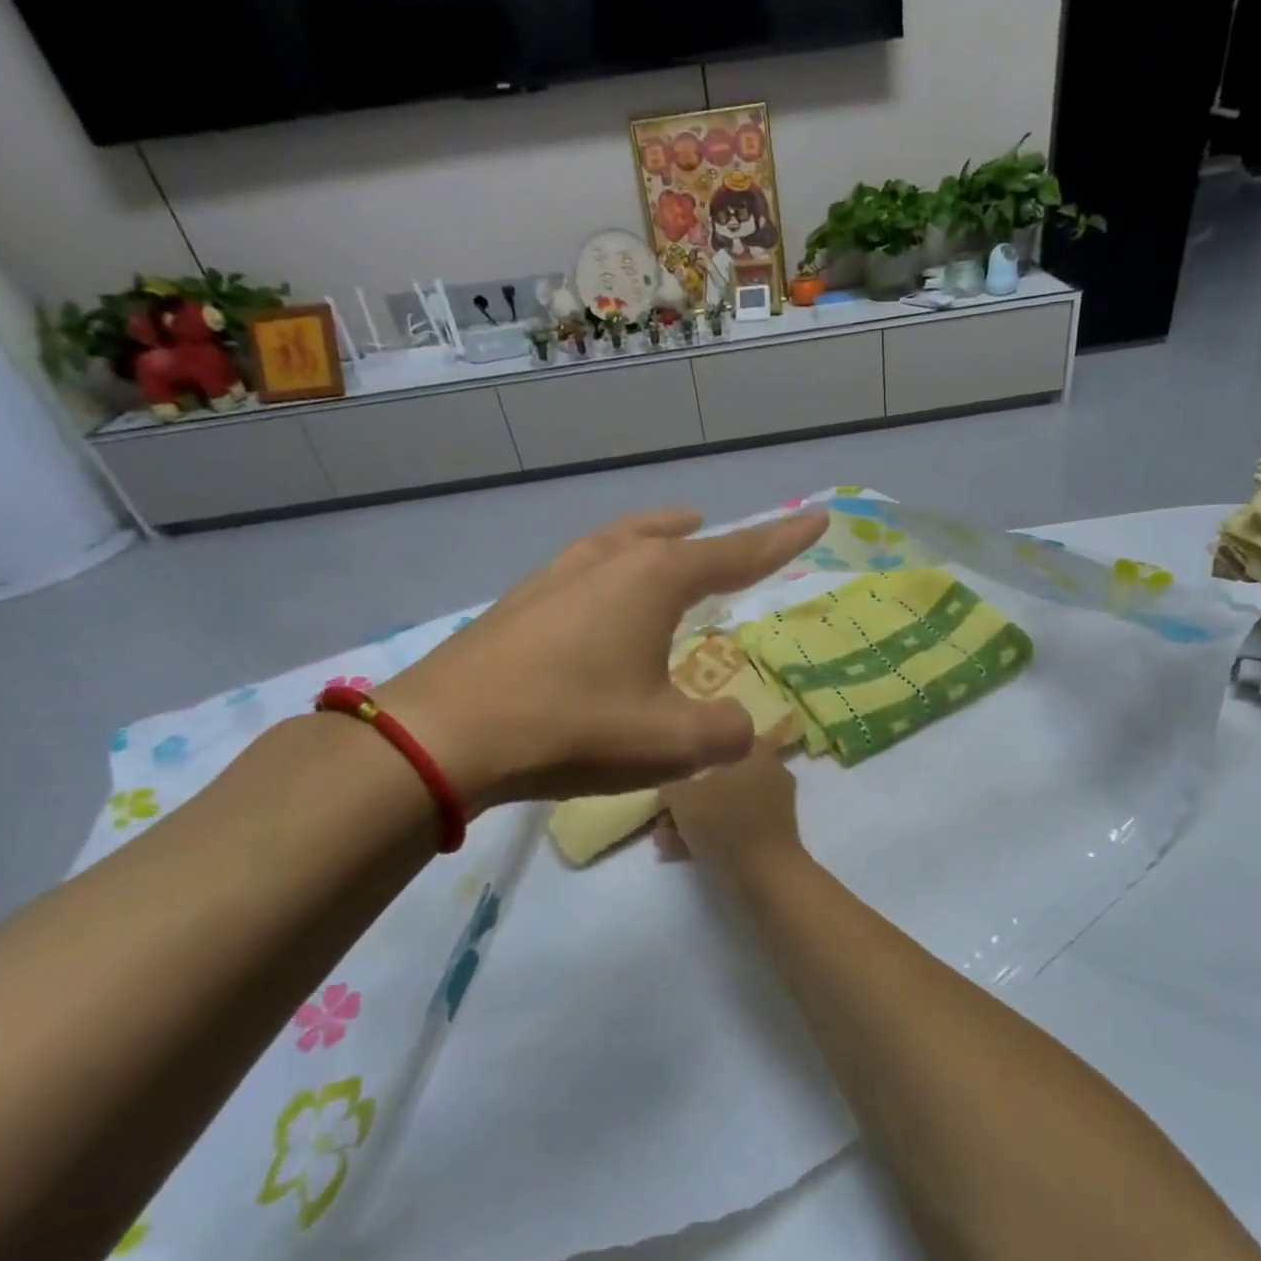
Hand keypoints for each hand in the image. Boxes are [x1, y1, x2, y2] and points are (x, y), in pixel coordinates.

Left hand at [375, 508, 824, 805]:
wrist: (444, 736)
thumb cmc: (572, 726)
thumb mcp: (671, 743)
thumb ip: (725, 732)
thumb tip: (739, 726)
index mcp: (654, 581)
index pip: (737, 553)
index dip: (782, 540)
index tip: (816, 518)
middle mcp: (607, 563)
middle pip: (668, 536)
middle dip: (705, 537)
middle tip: (721, 534)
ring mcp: (555, 578)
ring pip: (618, 544)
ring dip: (650, 541)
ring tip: (665, 546)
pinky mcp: (518, 604)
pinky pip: (582, 571)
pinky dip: (609, 571)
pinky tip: (597, 602)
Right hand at [656, 748, 805, 878]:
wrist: (764, 875)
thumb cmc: (725, 821)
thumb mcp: (684, 795)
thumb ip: (672, 787)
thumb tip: (671, 791)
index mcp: (759, 756)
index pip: (725, 743)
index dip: (696, 757)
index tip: (674, 773)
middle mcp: (770, 778)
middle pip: (719, 782)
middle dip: (686, 801)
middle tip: (662, 818)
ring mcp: (771, 812)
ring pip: (722, 810)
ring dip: (691, 824)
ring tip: (662, 841)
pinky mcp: (767, 840)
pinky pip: (731, 832)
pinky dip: (706, 839)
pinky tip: (675, 853)